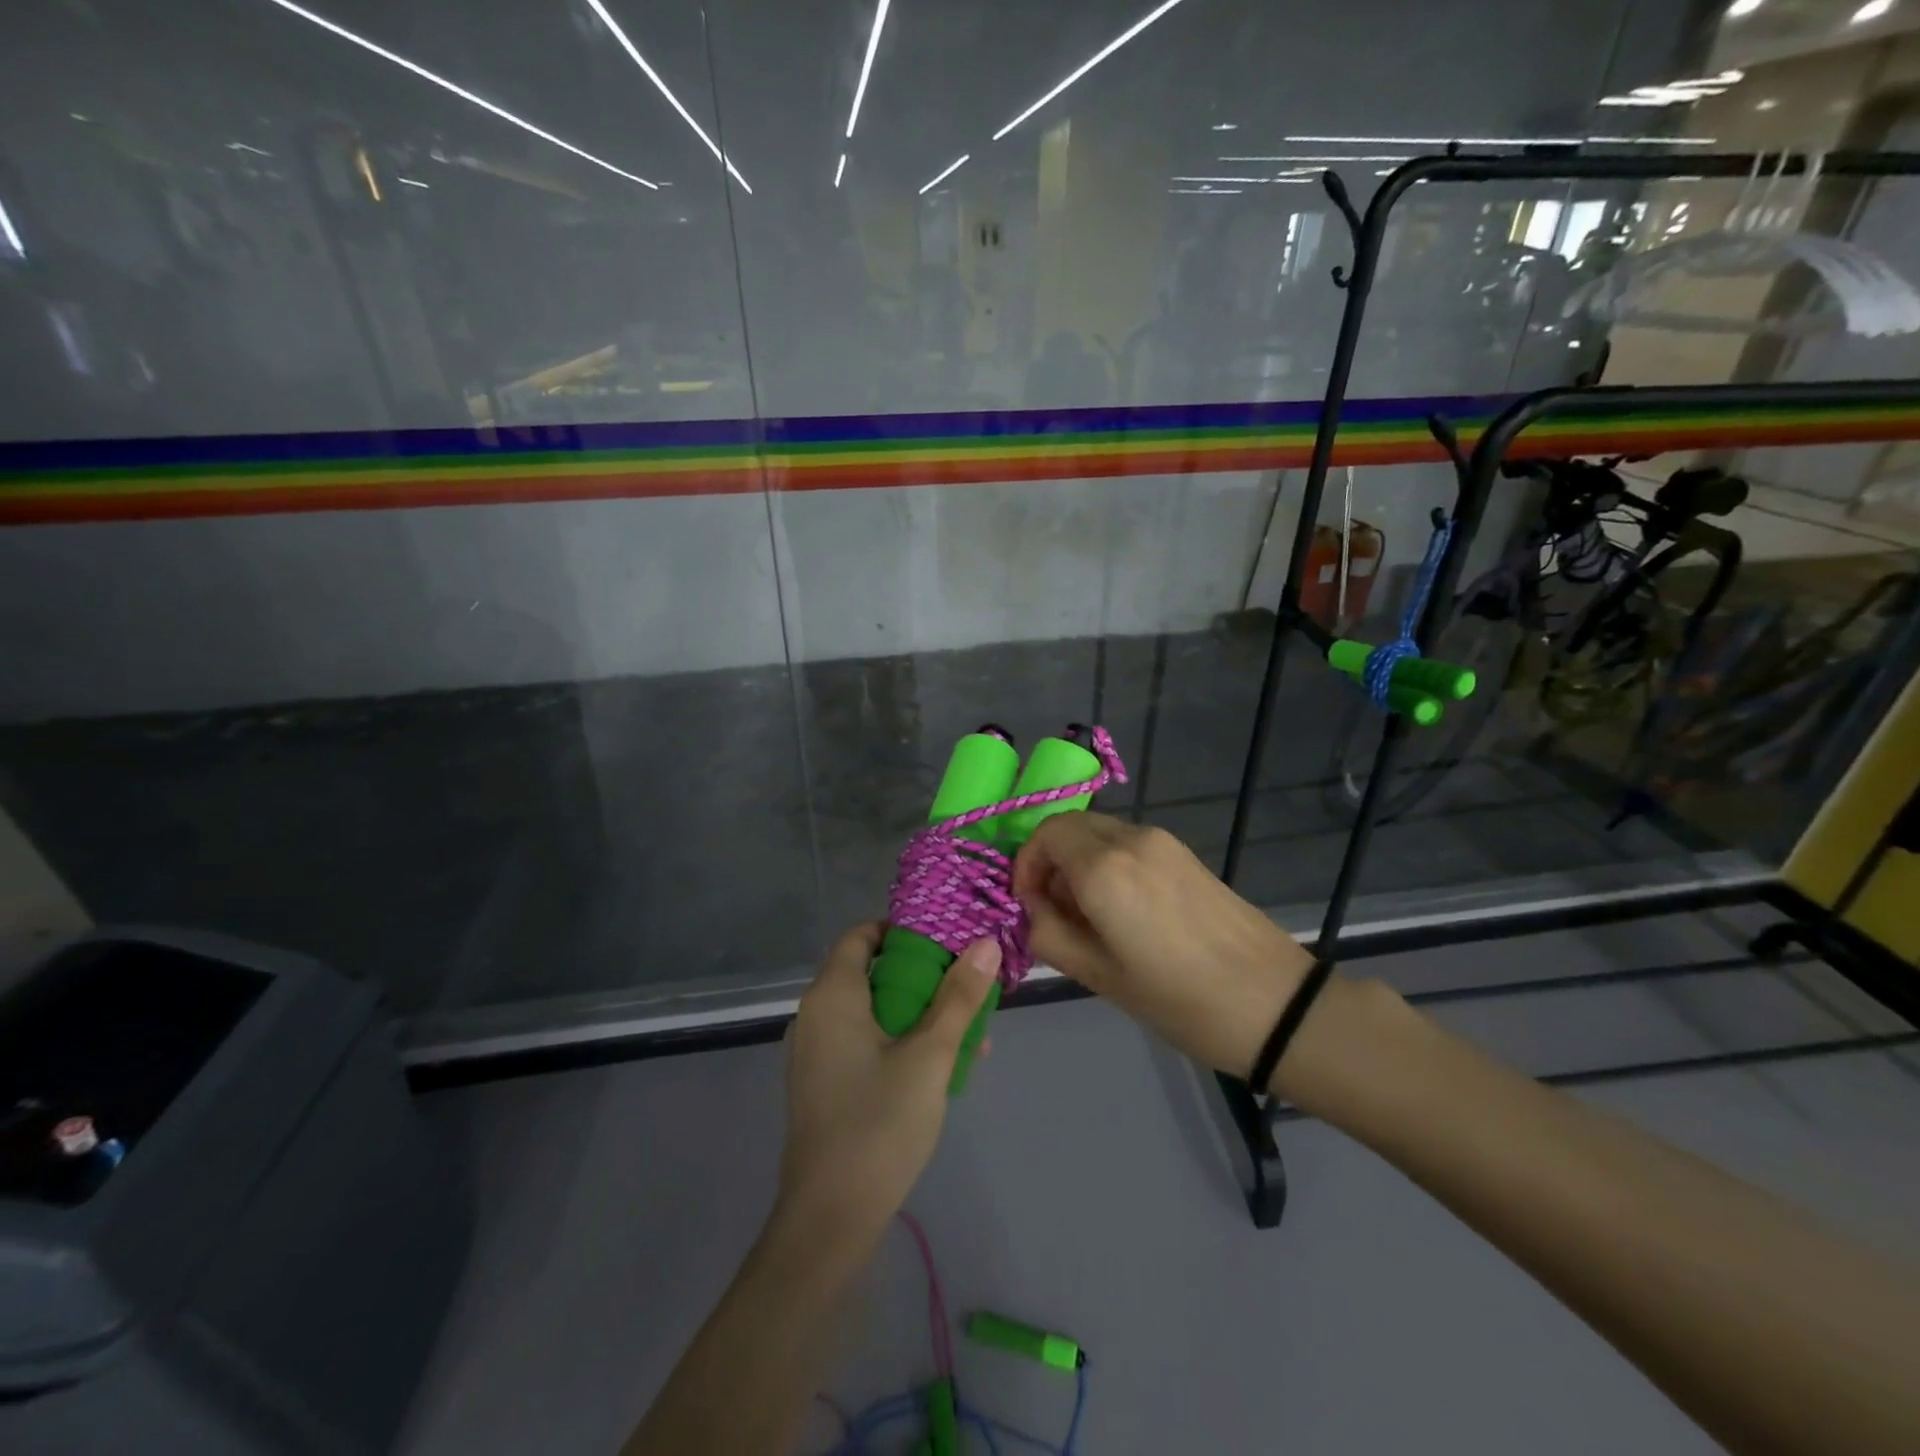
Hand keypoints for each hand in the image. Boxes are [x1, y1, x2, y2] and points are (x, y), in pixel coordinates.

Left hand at [775, 923, 998, 1244]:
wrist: (830, 1220)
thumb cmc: (878, 1125)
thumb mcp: (930, 1056)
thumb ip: (959, 998)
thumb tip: (984, 944)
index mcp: (832, 995)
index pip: (863, 936)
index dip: (904, 930)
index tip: (948, 939)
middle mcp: (816, 1014)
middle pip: (872, 972)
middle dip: (923, 975)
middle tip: (969, 985)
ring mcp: (817, 1051)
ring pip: (874, 1010)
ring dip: (918, 1012)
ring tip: (969, 1030)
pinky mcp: (824, 1082)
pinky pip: (865, 1041)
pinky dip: (900, 1039)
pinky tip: (941, 1066)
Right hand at [1012, 813, 1315, 1075]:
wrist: (1274, 1004)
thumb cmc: (1178, 999)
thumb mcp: (1099, 976)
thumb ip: (1049, 934)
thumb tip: (1032, 909)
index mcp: (1104, 868)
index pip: (1045, 835)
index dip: (1025, 865)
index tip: (1029, 905)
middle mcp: (1130, 839)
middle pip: (1070, 826)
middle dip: (1050, 860)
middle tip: (1053, 910)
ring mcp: (1163, 842)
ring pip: (1099, 832)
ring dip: (1079, 861)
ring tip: (1089, 916)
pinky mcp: (1185, 853)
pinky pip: (1128, 844)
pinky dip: (1108, 863)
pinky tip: (1124, 910)